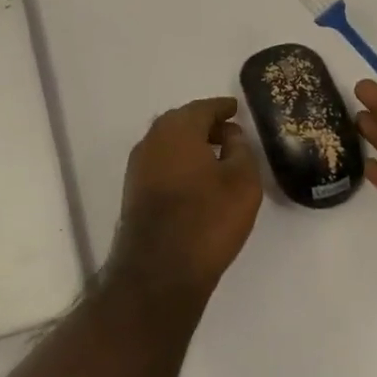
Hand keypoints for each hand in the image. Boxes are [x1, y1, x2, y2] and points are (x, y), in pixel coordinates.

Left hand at [106, 97, 263, 306]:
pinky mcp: (133, 190)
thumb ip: (241, 149)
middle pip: (182, 122)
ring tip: (216, 158)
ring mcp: (138, 165)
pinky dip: (179, 162)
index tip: (236, 108)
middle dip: (205, 124)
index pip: (203, 108)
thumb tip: (230, 134)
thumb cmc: (207, 219)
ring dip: (191, 144)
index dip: (222, 108)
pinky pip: (161, 163)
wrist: (159, 269)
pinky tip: (196, 179)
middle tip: (229, 133)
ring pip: (169, 143)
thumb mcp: (242, 181)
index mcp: (177, 128)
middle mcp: (152, 139)